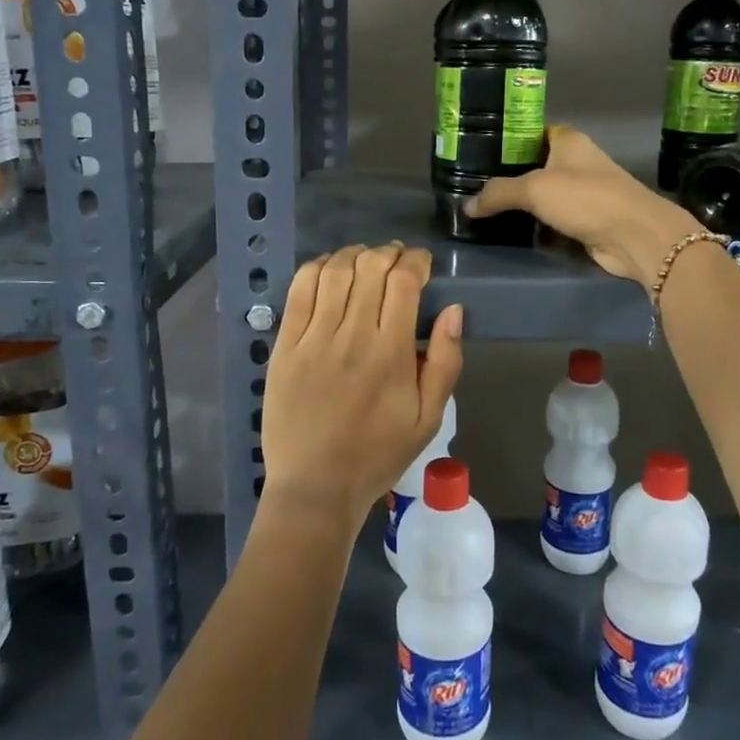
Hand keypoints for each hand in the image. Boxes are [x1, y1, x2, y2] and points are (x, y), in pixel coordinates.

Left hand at [260, 243, 465, 532]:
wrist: (316, 486)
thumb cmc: (378, 454)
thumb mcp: (429, 418)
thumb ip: (446, 362)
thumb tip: (454, 310)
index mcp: (392, 353)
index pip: (404, 282)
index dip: (416, 261)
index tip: (422, 264)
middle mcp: (352, 336)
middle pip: (370, 267)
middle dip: (389, 253)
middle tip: (397, 260)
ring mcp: (314, 339)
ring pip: (334, 271)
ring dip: (354, 255)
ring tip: (365, 260)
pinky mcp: (285, 346)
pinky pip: (299, 291)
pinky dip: (316, 268)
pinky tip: (329, 269)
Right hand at [466, 125, 699, 289]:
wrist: (634, 235)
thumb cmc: (586, 198)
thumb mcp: (535, 189)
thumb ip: (498, 194)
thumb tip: (467, 206)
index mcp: (568, 141)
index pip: (532, 131)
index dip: (508, 138)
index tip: (478, 150)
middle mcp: (577, 161)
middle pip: (535, 163)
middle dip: (509, 174)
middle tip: (473, 184)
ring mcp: (584, 191)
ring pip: (544, 194)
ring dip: (522, 203)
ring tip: (485, 208)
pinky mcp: (586, 219)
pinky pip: (553, 218)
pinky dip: (536, 224)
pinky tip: (511, 229)